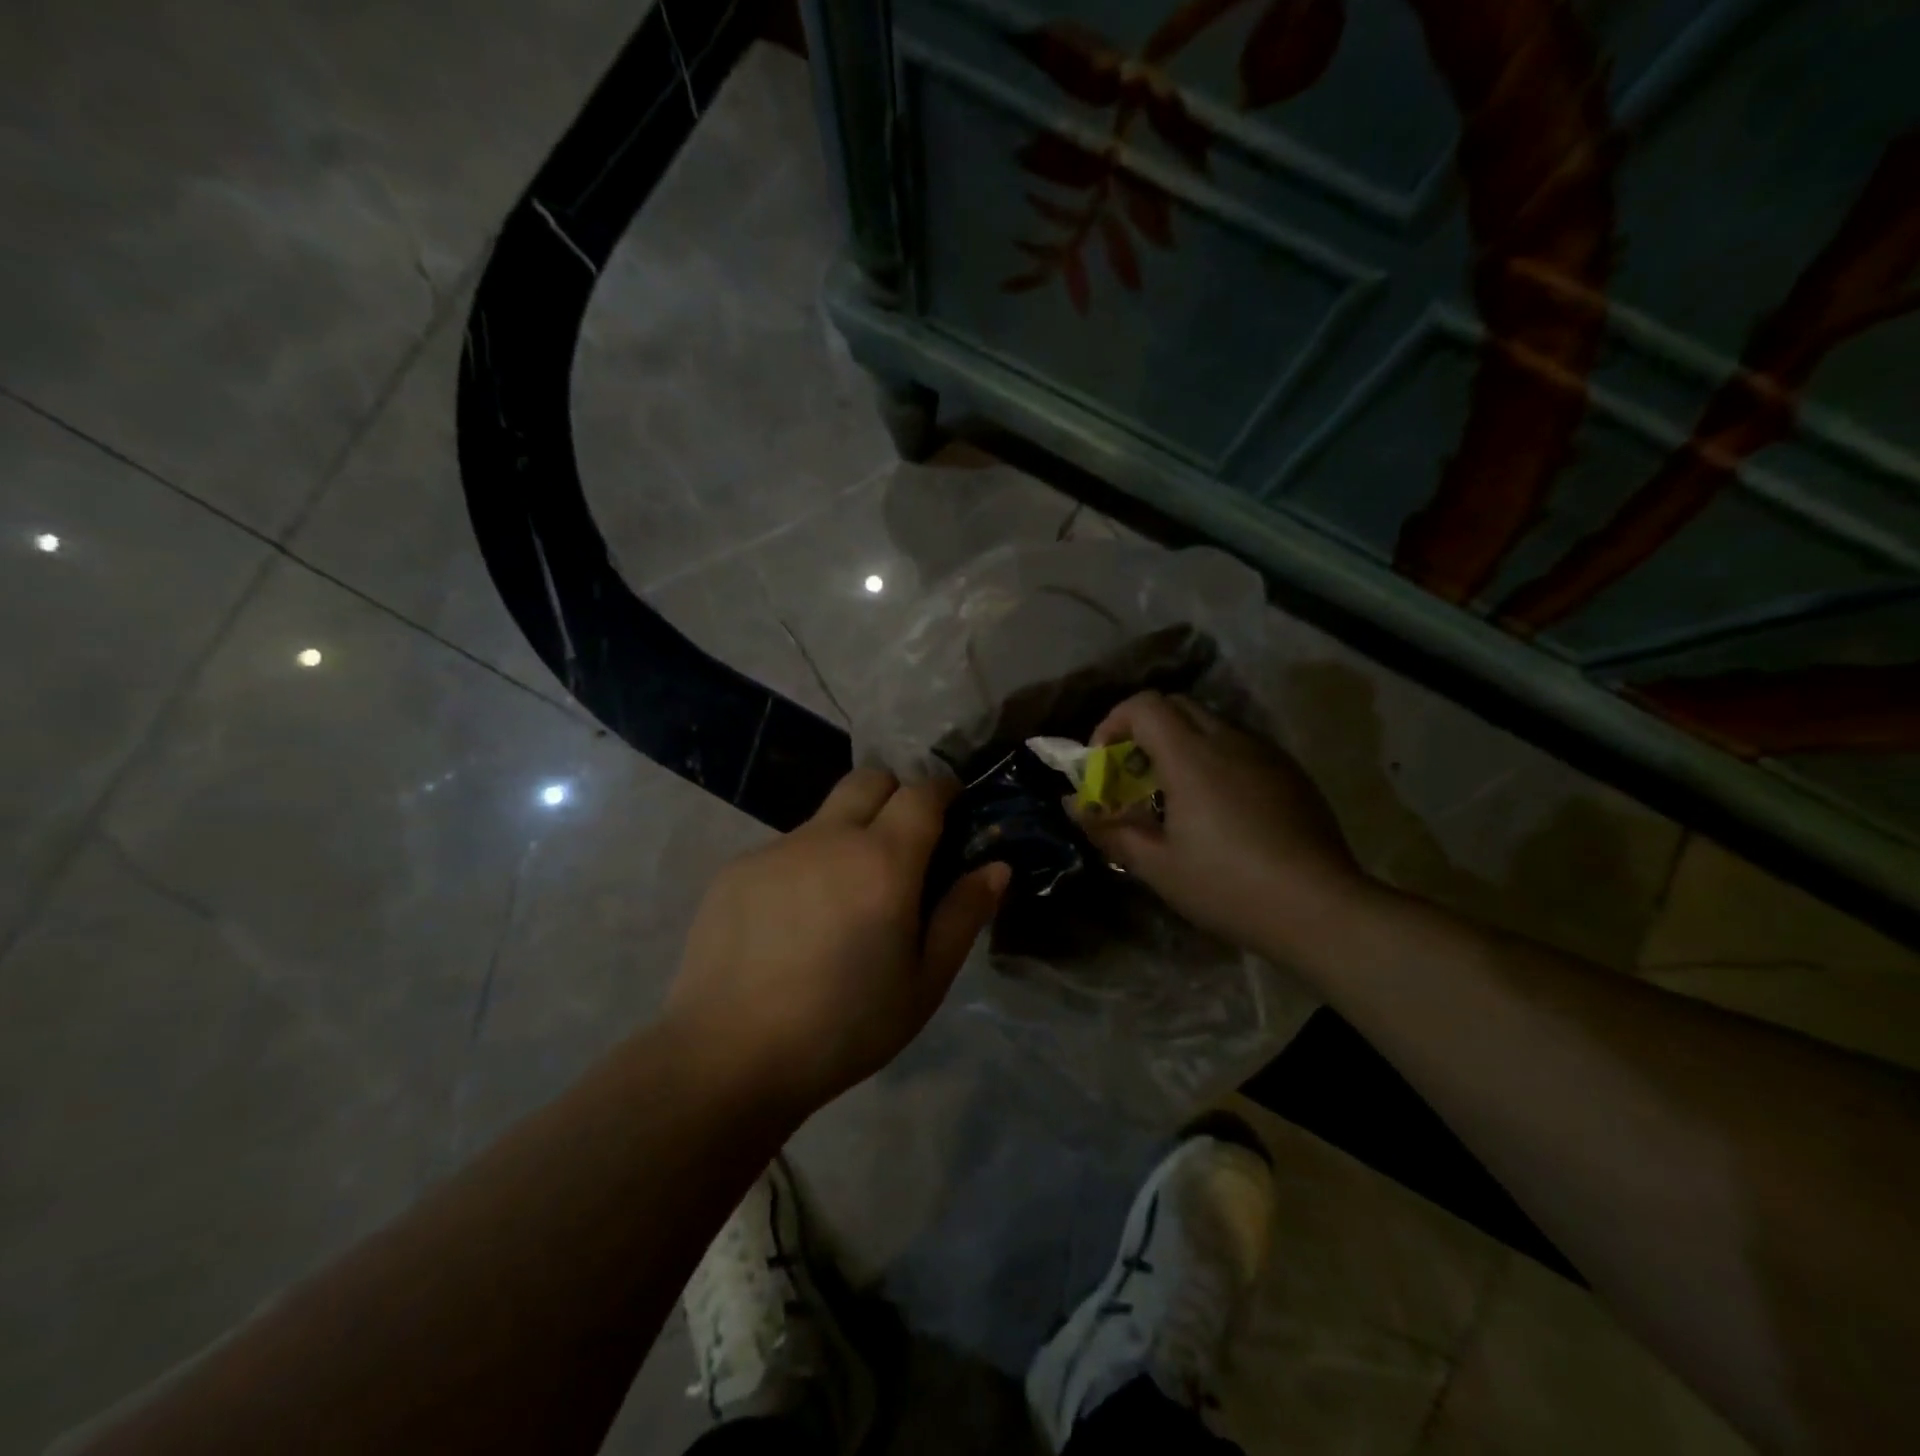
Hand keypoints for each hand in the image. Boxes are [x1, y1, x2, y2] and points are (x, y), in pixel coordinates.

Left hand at [664, 769, 1008, 1115]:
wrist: (727, 1057)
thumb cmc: (844, 1027)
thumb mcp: (923, 983)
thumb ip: (963, 915)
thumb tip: (996, 866)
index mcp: (883, 861)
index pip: (922, 791)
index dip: (943, 790)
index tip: (953, 808)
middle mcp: (829, 837)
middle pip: (869, 779)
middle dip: (896, 794)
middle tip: (903, 846)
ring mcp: (776, 849)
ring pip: (825, 817)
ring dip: (847, 836)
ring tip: (843, 902)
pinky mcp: (737, 870)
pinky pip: (786, 850)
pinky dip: (805, 867)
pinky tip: (793, 925)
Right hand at [1077, 691, 1367, 958]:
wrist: (1321, 909)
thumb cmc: (1228, 886)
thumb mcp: (1157, 866)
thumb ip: (1110, 828)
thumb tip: (1074, 805)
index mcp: (1192, 756)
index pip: (1144, 705)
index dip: (1112, 723)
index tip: (1104, 763)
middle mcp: (1230, 740)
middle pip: (1176, 706)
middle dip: (1143, 731)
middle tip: (1133, 776)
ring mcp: (1266, 754)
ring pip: (1211, 724)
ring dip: (1180, 745)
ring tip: (1174, 796)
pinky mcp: (1290, 773)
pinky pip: (1241, 747)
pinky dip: (1214, 759)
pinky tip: (1220, 810)